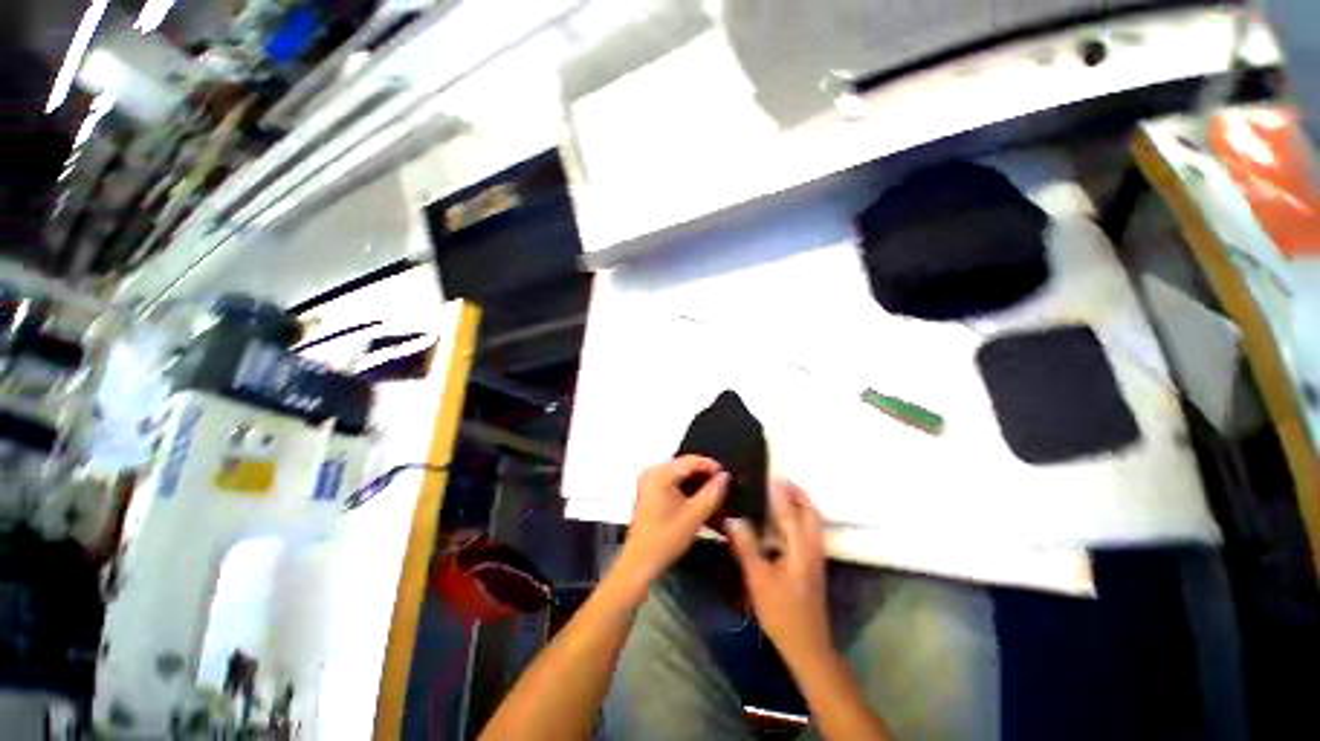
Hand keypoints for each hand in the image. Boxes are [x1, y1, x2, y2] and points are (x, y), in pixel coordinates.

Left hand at [616, 456, 729, 586]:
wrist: (640, 562)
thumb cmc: (664, 539)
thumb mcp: (695, 516)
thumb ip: (712, 493)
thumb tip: (724, 477)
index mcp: (660, 474)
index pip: (691, 461)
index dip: (711, 465)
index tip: (726, 475)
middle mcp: (652, 472)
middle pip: (684, 465)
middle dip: (703, 473)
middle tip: (722, 484)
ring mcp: (648, 480)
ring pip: (679, 473)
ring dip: (695, 481)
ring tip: (712, 492)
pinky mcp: (648, 490)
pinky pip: (672, 480)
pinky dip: (685, 487)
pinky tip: (697, 498)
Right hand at [727, 480, 831, 670]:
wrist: (808, 645)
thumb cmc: (781, 613)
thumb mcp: (759, 581)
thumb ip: (747, 548)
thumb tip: (734, 519)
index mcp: (800, 550)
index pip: (791, 513)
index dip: (781, 493)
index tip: (771, 475)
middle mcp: (812, 548)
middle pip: (811, 513)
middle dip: (798, 494)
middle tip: (780, 481)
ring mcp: (815, 557)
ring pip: (813, 522)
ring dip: (800, 504)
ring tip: (782, 494)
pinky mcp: (813, 565)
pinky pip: (809, 531)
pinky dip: (800, 518)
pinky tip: (784, 522)